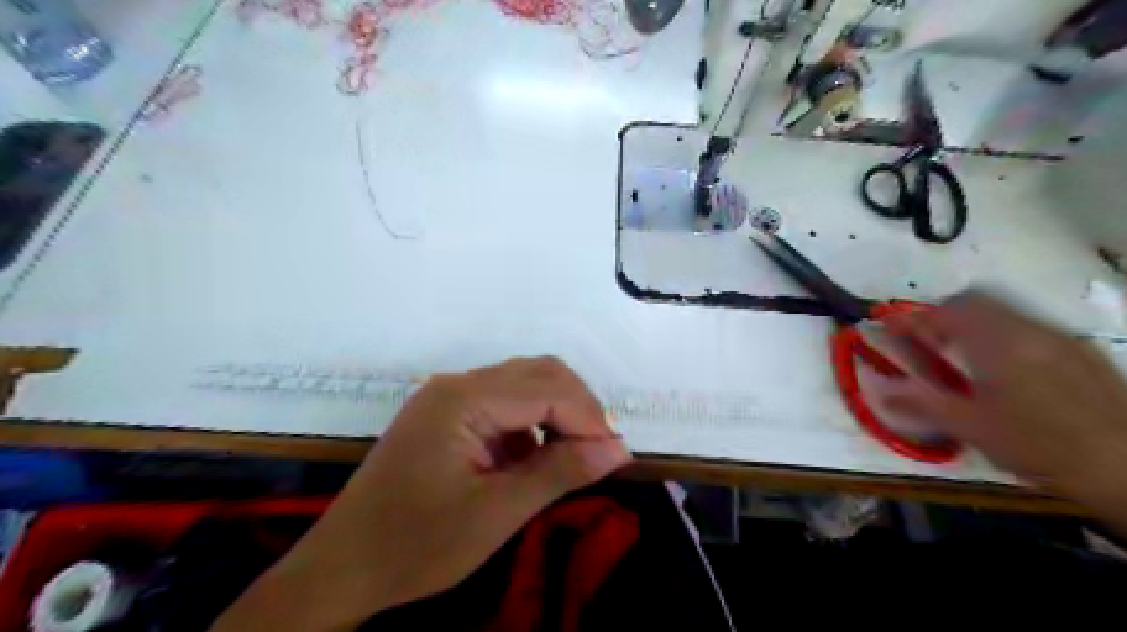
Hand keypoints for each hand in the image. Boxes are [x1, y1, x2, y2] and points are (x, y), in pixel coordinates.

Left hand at [214, 359, 629, 630]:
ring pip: (523, 384)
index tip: (615, 456)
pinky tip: (535, 459)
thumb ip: (560, 473)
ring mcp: (448, 396)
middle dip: (578, 408)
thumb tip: (619, 449)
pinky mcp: (446, 414)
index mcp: (463, 399)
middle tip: (599, 452)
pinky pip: (504, 403)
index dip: (588, 419)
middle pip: (538, 374)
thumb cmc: (416, 545)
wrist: (342, 567)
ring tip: (574, 455)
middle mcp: (456, 384)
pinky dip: (532, 423)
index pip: (547, 390)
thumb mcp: (496, 514)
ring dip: (557, 412)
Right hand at [884, 292, 1125, 528]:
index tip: (890, 328)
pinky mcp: (1083, 353)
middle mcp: (1031, 329)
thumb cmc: (1040, 447)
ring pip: (1005, 313)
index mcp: (998, 342)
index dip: (912, 317)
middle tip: (926, 340)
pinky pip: (1031, 328)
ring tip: (962, 356)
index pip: (946, 311)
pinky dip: (1004, 335)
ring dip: (974, 324)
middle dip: (944, 315)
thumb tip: (877, 388)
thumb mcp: (970, 427)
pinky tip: (1006, 370)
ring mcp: (1062, 338)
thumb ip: (919, 401)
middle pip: (977, 301)